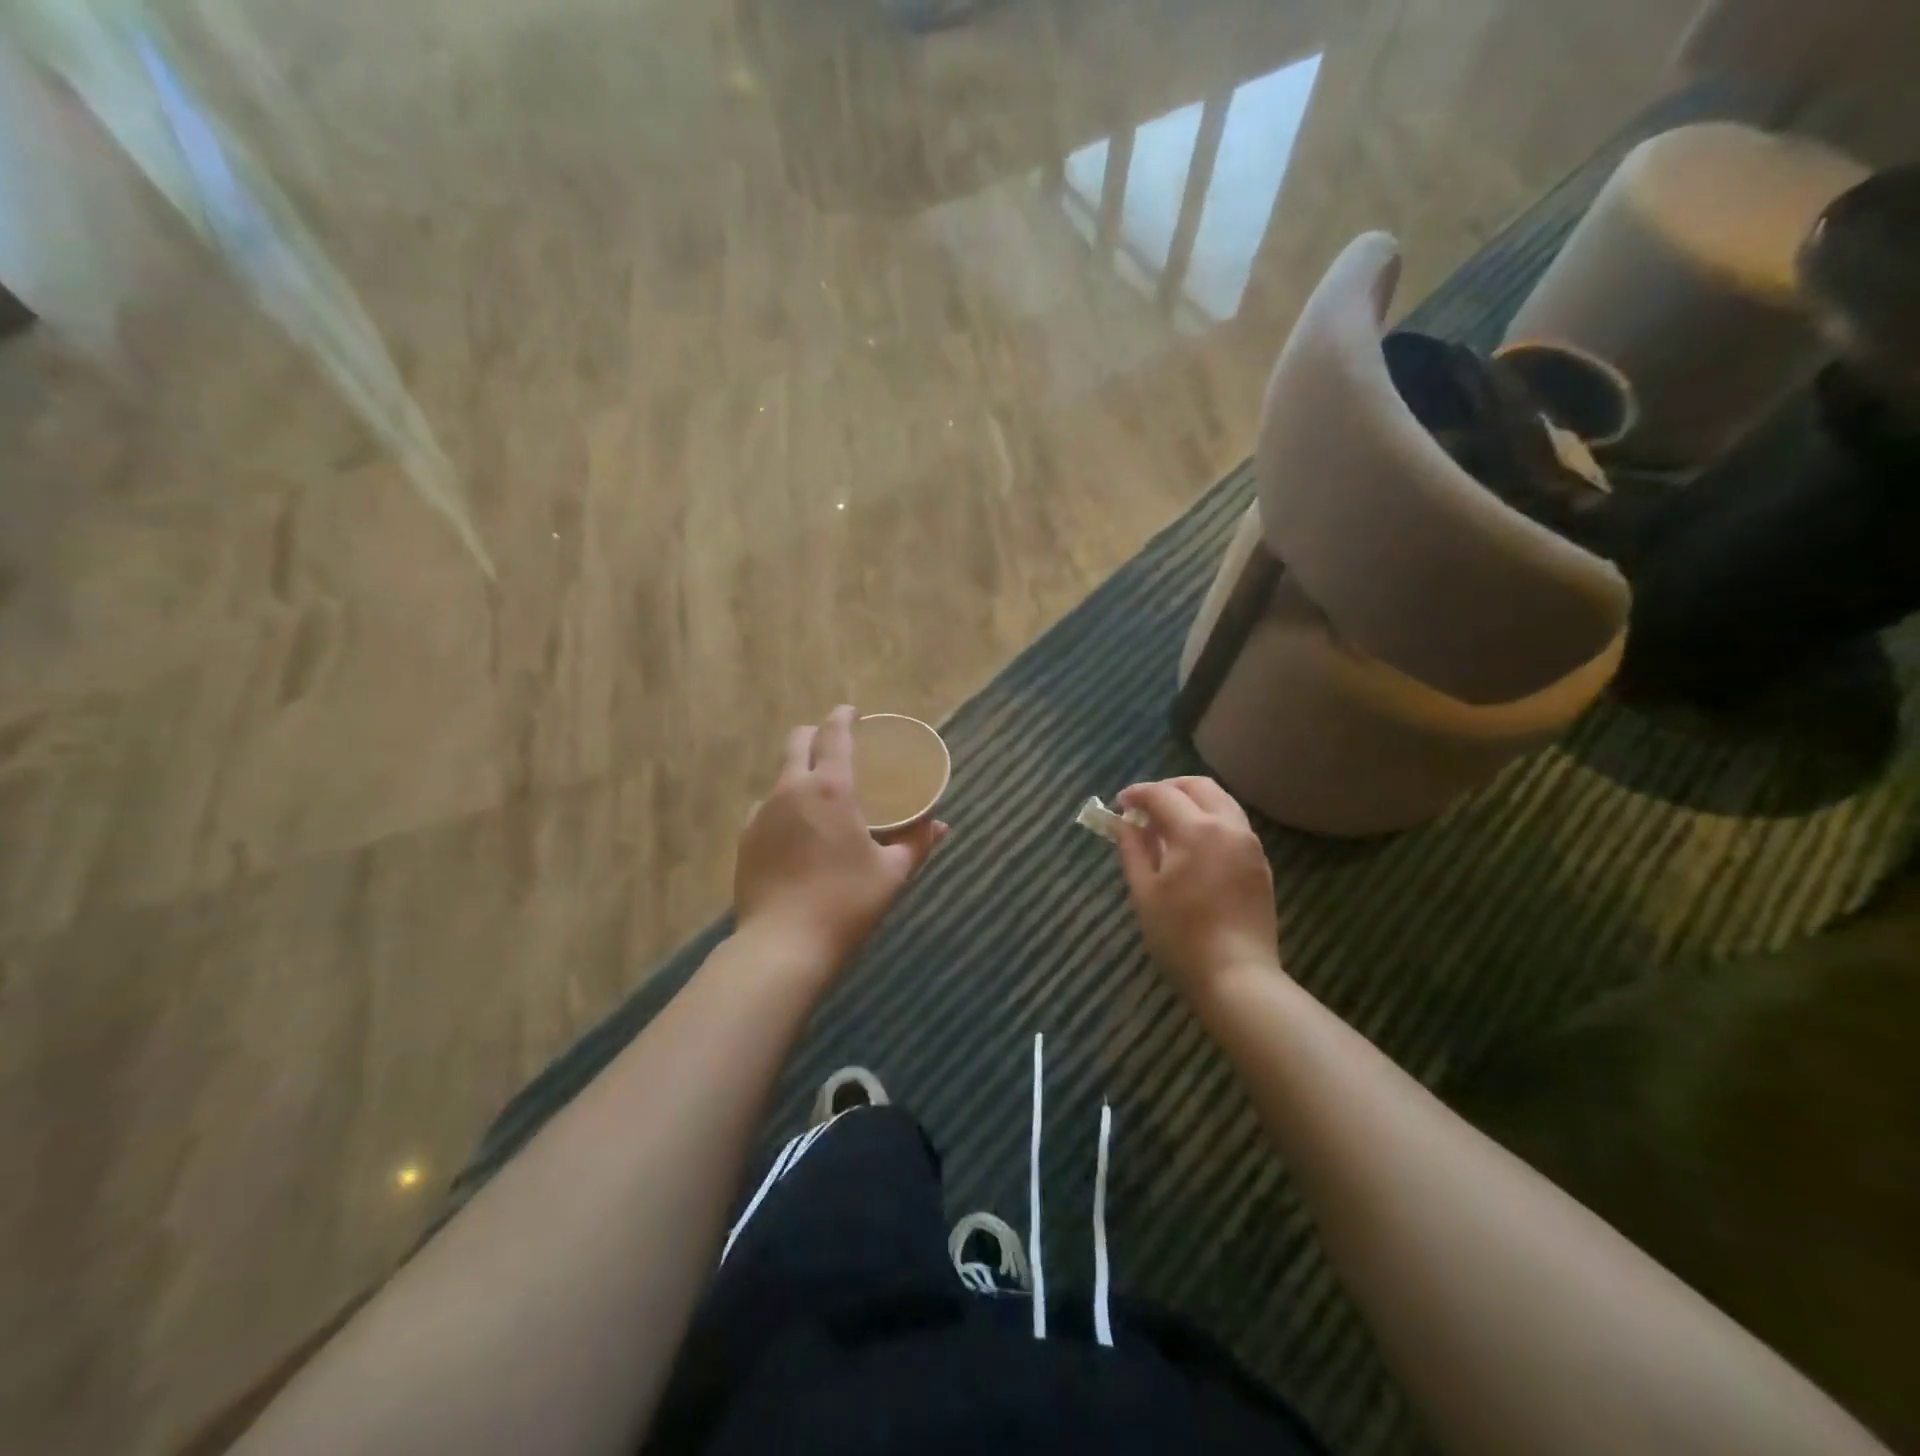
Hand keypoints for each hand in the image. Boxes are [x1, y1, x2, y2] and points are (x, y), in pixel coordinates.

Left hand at [734, 706, 948, 968]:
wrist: (782, 946)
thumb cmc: (847, 904)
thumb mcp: (892, 873)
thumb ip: (918, 843)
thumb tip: (942, 825)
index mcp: (830, 789)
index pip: (834, 733)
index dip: (844, 716)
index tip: (854, 711)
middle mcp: (790, 790)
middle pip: (797, 741)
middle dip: (816, 733)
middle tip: (838, 745)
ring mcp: (761, 813)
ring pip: (780, 775)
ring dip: (800, 771)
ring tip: (820, 794)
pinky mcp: (745, 839)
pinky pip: (767, 807)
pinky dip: (785, 805)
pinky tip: (797, 831)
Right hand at [1116, 777, 1279, 997]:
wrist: (1237, 977)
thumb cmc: (1180, 937)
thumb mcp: (1144, 892)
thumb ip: (1132, 849)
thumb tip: (1122, 822)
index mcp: (1196, 831)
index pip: (1162, 794)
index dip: (1137, 794)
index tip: (1119, 803)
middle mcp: (1228, 827)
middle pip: (1199, 786)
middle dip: (1168, 788)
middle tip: (1145, 806)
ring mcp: (1250, 844)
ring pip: (1222, 802)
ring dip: (1192, 801)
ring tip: (1167, 824)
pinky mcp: (1260, 864)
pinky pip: (1234, 825)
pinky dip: (1210, 820)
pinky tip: (1192, 845)